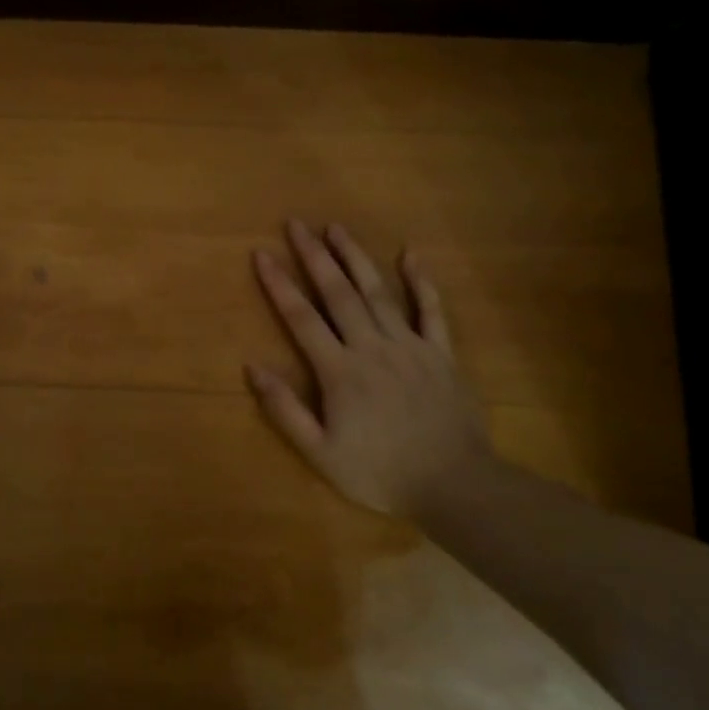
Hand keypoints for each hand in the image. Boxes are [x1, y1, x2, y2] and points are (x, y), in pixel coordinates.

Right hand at [247, 219, 496, 519]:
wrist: (456, 486)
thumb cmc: (381, 473)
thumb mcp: (320, 453)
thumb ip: (285, 409)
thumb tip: (252, 367)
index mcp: (340, 371)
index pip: (302, 318)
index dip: (279, 284)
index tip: (262, 253)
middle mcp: (372, 346)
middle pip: (338, 293)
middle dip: (314, 255)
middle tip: (296, 223)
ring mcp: (410, 346)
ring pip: (378, 292)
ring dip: (355, 257)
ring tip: (336, 227)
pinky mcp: (441, 354)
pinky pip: (431, 310)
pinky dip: (421, 281)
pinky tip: (411, 254)